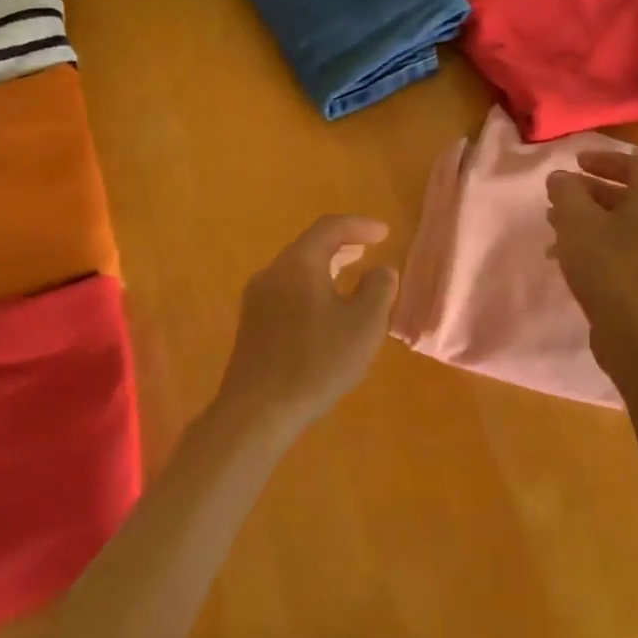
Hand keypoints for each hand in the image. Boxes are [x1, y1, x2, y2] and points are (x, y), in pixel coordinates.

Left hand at [217, 215, 398, 429]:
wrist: (257, 412)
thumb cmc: (317, 362)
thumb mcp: (364, 324)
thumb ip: (379, 289)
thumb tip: (380, 270)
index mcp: (298, 264)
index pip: (329, 228)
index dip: (360, 225)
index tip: (384, 233)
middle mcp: (272, 274)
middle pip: (309, 247)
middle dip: (342, 244)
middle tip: (368, 248)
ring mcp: (256, 300)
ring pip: (297, 271)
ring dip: (326, 268)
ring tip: (350, 275)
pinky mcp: (252, 326)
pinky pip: (287, 292)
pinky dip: (312, 288)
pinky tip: (326, 311)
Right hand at [546, 150, 637, 340]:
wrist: (635, 333)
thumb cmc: (607, 266)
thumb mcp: (577, 220)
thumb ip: (566, 192)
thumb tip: (561, 177)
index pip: (635, 165)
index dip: (605, 158)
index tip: (576, 163)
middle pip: (625, 195)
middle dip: (588, 192)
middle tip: (559, 196)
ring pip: (617, 225)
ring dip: (586, 220)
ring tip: (553, 225)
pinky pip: (616, 250)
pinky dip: (591, 244)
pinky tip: (563, 257)